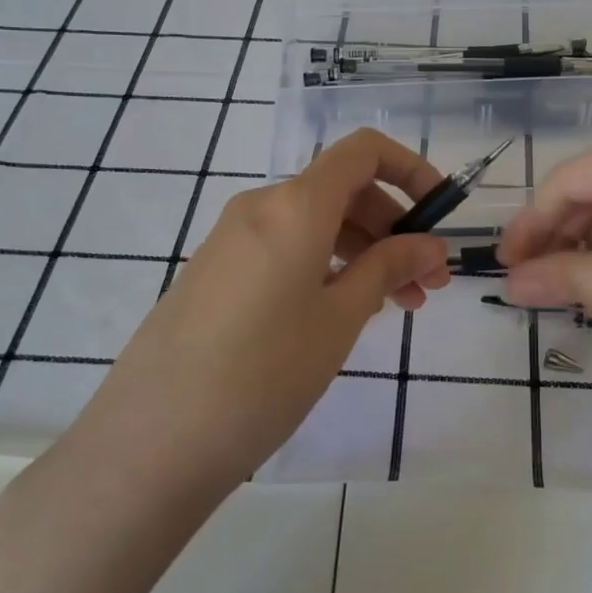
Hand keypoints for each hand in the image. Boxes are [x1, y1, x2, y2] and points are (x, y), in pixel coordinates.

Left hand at [70, 129, 450, 492]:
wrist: (151, 441)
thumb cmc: (263, 373)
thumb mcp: (340, 319)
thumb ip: (389, 268)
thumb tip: (431, 245)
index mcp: (295, 205)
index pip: (363, 151)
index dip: (410, 169)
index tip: (440, 214)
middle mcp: (260, 206)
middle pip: (342, 190)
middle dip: (394, 227)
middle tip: (428, 283)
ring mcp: (231, 238)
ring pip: (315, 223)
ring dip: (363, 251)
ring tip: (396, 307)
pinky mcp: (215, 271)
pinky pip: (284, 247)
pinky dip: (325, 264)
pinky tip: (341, 313)